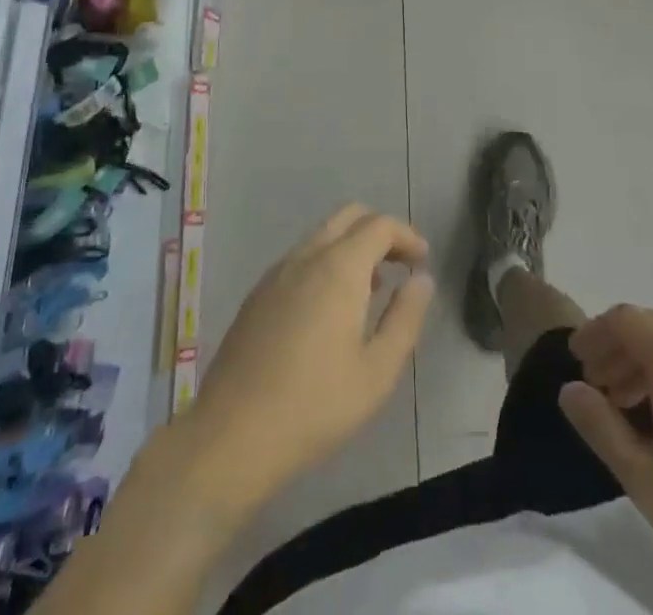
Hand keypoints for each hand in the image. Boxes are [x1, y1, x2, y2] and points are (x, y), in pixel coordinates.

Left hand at [189, 204, 434, 507]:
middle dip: (380, 231)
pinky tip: (330, 309)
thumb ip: (405, 319)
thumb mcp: (377, 373)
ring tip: (371, 290)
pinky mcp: (257, 295)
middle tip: (401, 266)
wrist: (229, 437)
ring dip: (352, 247)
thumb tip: (421, 280)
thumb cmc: (313, 407)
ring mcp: (277, 273)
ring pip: (322, 235)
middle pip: (349, 216)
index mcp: (339, 267)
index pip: (380, 225)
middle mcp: (307, 256)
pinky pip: (301, 258)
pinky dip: (326, 262)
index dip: (407, 236)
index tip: (423, 261)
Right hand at [560, 306, 652, 614]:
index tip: (575, 359)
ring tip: (627, 408)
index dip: (594, 333)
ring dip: (645, 365)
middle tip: (596, 387)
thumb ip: (601, 427)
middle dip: (618, 350)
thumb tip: (570, 389)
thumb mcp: (645, 478)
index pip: (625, 319)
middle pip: (651, 328)